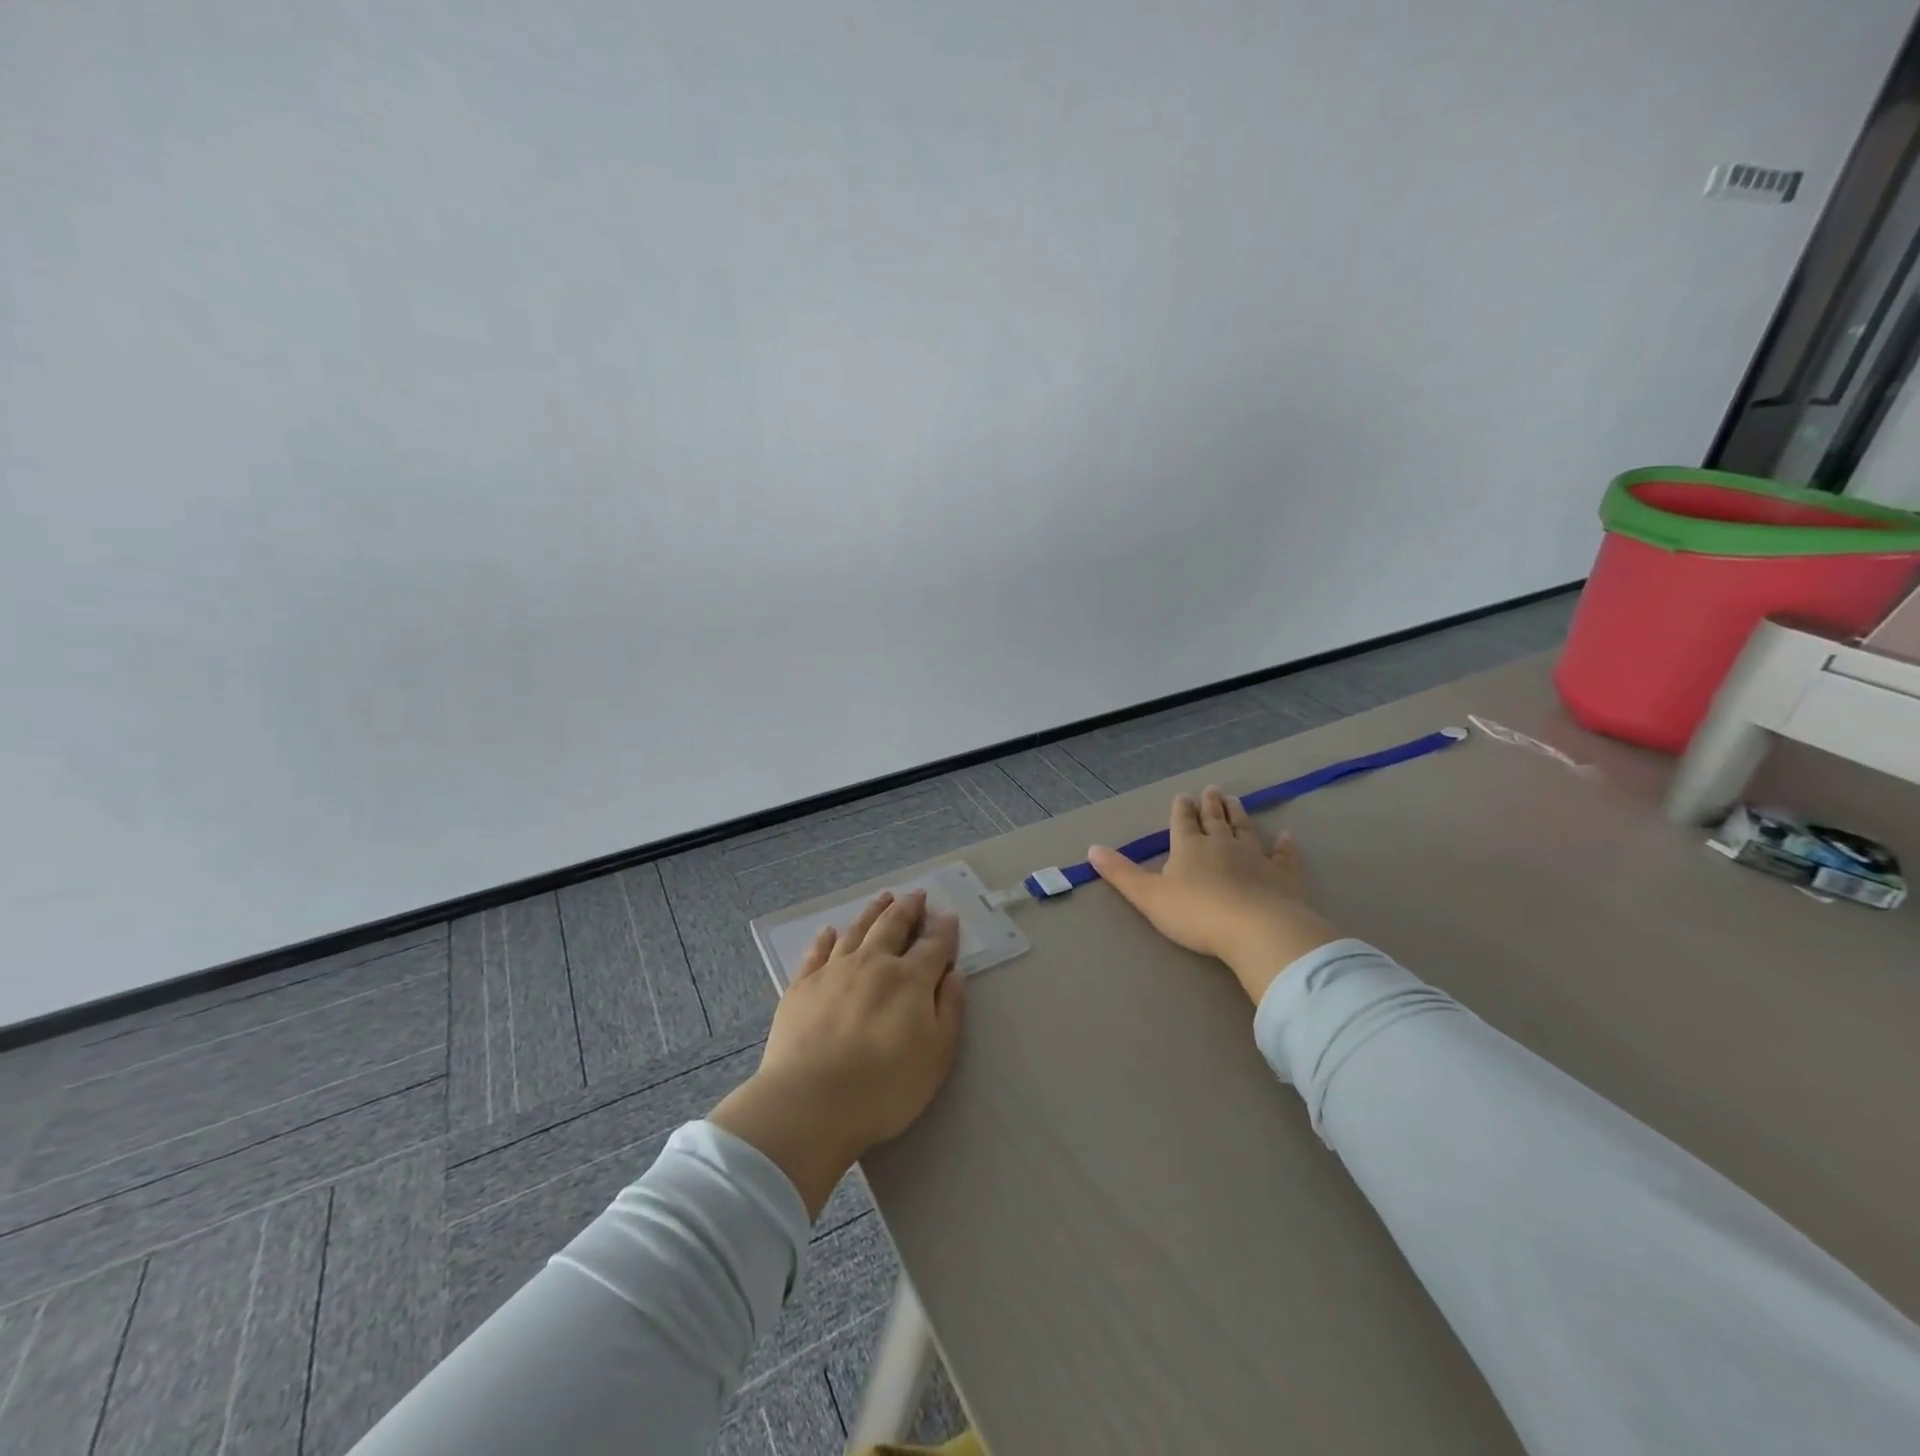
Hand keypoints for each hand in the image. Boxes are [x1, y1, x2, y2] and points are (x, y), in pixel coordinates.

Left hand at [709, 889, 966, 1217]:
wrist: (809, 1102)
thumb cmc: (884, 1087)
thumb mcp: (936, 1056)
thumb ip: (949, 1010)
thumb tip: (954, 973)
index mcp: (909, 979)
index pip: (933, 945)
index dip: (944, 929)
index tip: (949, 915)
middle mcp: (873, 963)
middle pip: (893, 925)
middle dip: (908, 908)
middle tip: (916, 895)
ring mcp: (834, 970)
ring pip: (857, 929)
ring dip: (873, 911)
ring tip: (883, 898)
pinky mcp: (802, 985)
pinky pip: (817, 951)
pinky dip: (826, 938)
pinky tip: (830, 931)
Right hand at [1088, 786, 1342, 1004]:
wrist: (1255, 929)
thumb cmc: (1195, 913)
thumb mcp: (1148, 896)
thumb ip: (1121, 873)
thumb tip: (1092, 848)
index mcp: (1189, 847)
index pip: (1183, 822)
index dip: (1181, 809)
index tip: (1183, 795)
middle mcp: (1222, 844)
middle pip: (1215, 819)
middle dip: (1211, 805)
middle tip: (1212, 789)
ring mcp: (1255, 857)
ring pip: (1245, 829)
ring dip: (1239, 815)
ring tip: (1235, 799)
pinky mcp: (1282, 875)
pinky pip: (1283, 855)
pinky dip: (1284, 846)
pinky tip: (1286, 837)